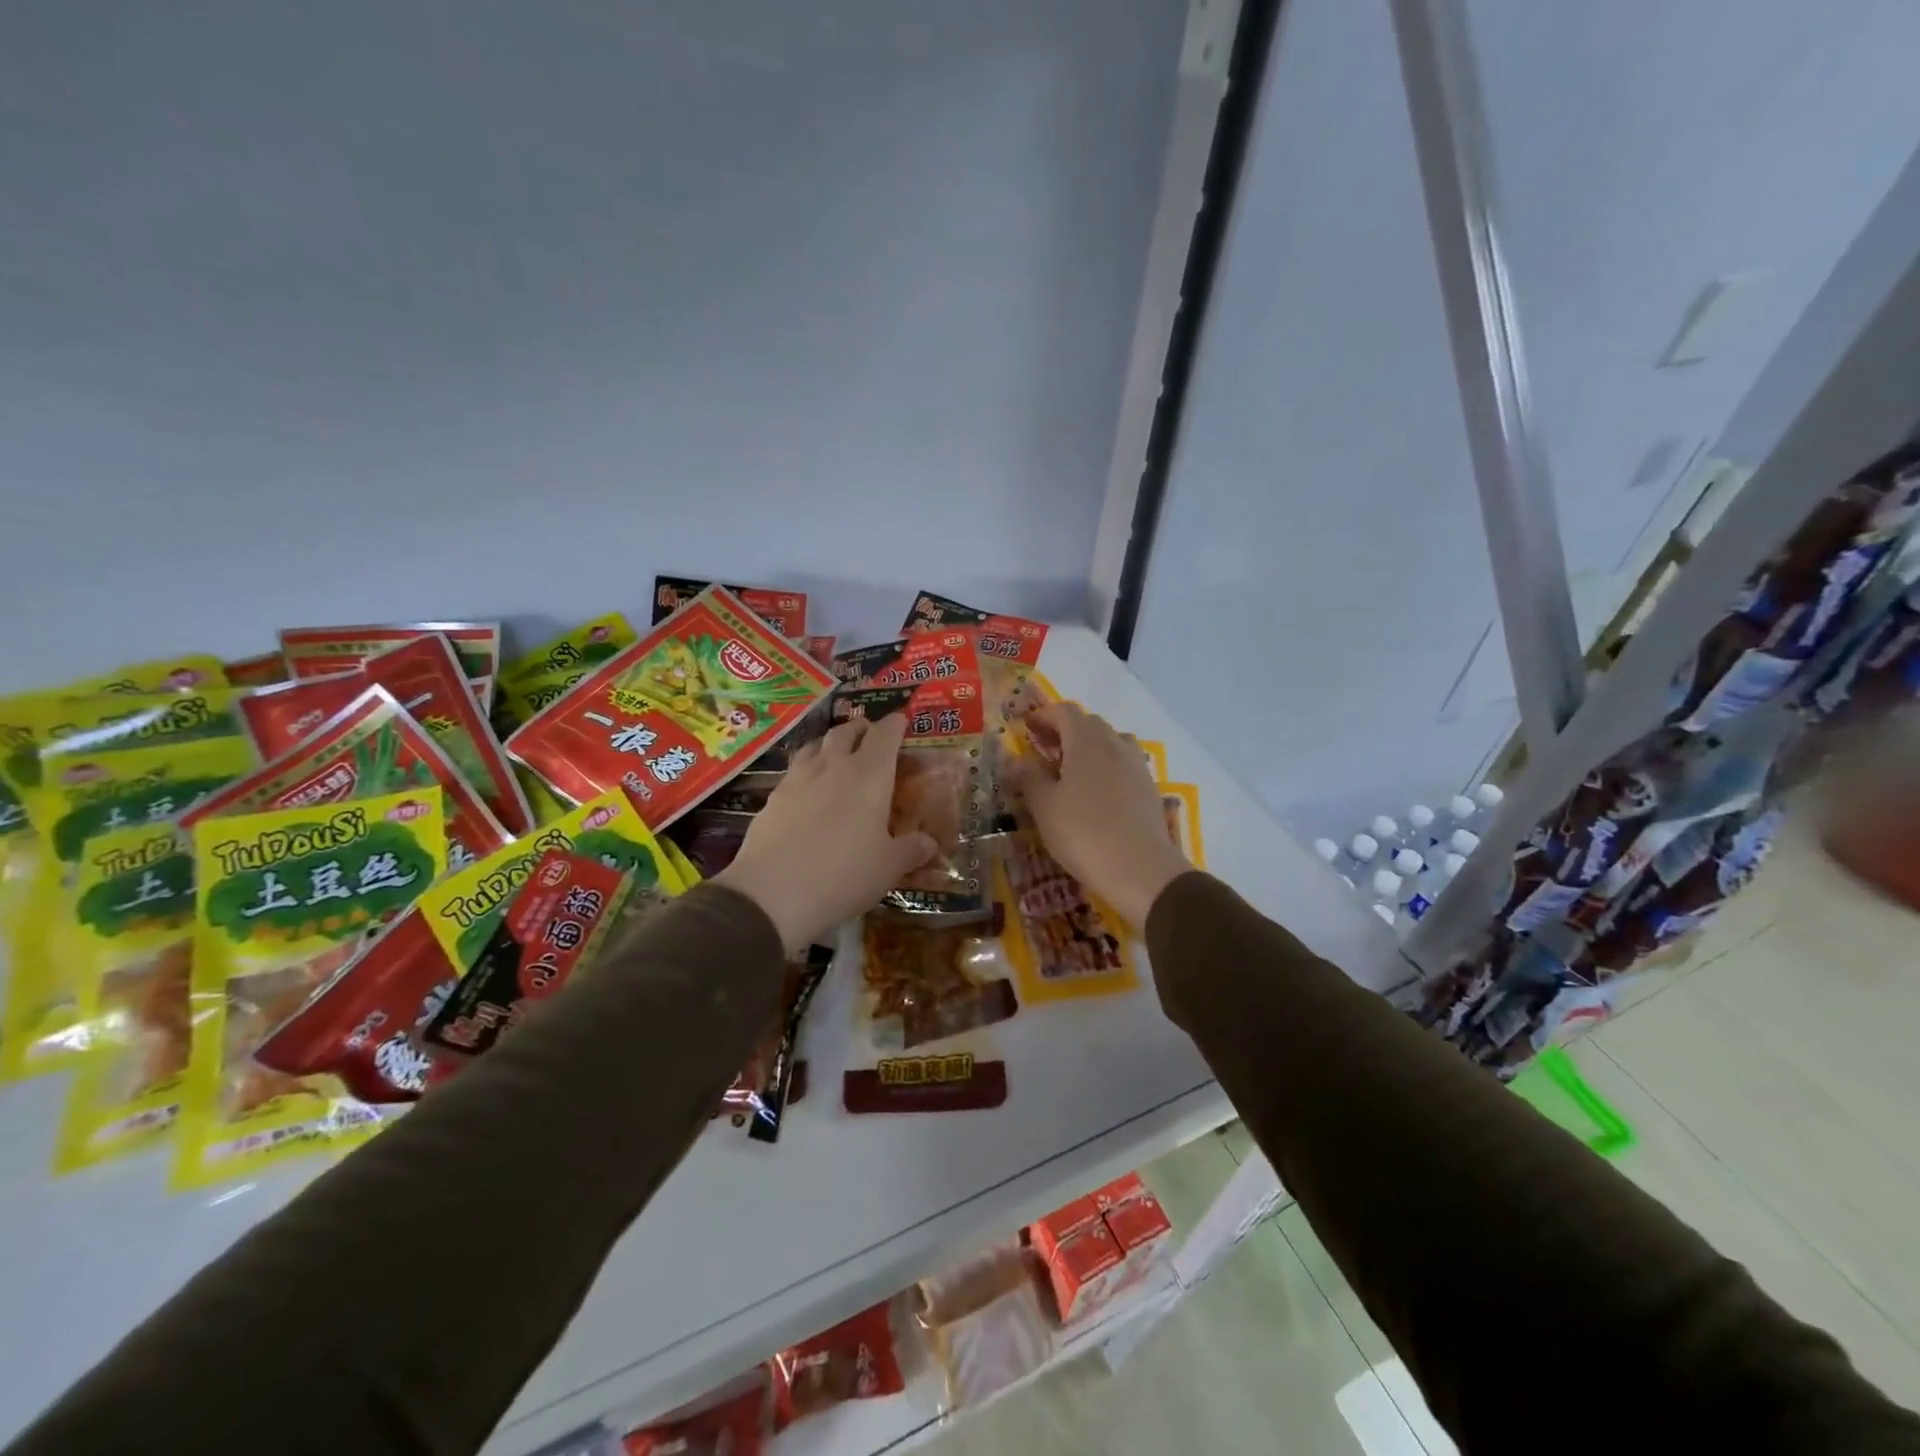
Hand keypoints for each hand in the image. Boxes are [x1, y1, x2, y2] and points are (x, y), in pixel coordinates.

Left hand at [715, 713, 937, 952]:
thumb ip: (911, 850)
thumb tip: (929, 842)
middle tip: (869, 735)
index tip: (901, 722)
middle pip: (846, 732)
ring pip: (815, 745)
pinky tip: (808, 789)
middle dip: (860, 729)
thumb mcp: (888, 868)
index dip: (895, 725)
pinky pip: (795, 770)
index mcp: (870, 775)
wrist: (773, 893)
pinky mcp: (772, 797)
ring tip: (836, 754)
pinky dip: (807, 769)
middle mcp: (834, 766)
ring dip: (830, 743)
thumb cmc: (844, 874)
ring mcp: (798, 778)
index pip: (885, 734)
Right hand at [1005, 703, 1191, 929]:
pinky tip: (1095, 793)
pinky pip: (1123, 764)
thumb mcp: (1044, 806)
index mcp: (1087, 740)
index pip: (1064, 711)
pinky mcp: (1149, 788)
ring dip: (1087, 748)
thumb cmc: (1084, 833)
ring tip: (1069, 771)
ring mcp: (1136, 765)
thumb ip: (1028, 777)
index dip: (1043, 715)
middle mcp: (1115, 744)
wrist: (1141, 870)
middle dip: (1064, 731)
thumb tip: (1015, 759)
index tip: (1026, 728)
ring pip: (1109, 742)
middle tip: (1043, 751)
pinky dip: (1105, 767)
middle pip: (1089, 724)